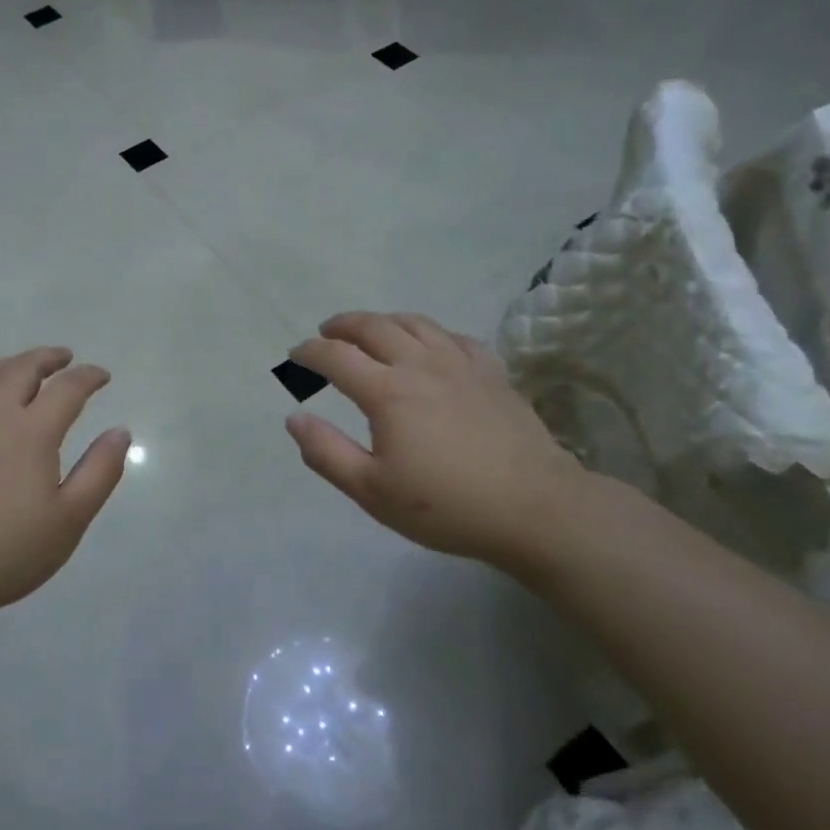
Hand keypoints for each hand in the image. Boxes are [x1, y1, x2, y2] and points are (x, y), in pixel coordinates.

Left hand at [0, 347, 129, 610]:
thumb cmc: (11, 548)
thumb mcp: (71, 518)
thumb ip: (100, 470)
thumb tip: (120, 432)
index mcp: (32, 431)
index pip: (68, 387)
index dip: (89, 377)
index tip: (102, 377)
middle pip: (22, 368)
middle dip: (48, 358)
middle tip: (65, 359)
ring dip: (11, 364)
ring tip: (24, 368)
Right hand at [284, 312, 583, 573]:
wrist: (535, 508)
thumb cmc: (446, 505)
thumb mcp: (372, 491)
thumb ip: (326, 453)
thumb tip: (294, 418)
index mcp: (387, 392)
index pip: (336, 356)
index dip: (309, 352)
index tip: (295, 356)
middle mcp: (420, 365)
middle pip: (373, 326)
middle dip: (343, 325)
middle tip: (326, 332)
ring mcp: (460, 364)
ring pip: (414, 323)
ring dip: (383, 321)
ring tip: (370, 331)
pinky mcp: (492, 372)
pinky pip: (453, 337)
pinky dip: (429, 333)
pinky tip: (429, 346)